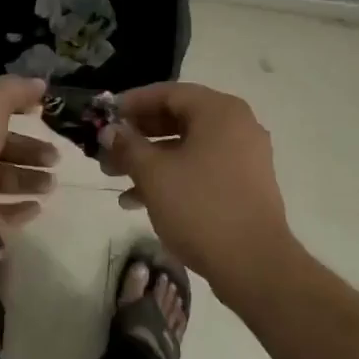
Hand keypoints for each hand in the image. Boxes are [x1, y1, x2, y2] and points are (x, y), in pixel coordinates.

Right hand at [99, 82, 295, 293]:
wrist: (255, 265)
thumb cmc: (201, 207)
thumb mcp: (154, 174)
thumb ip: (127, 146)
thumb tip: (109, 131)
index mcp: (219, 111)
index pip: (167, 93)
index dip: (131, 103)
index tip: (104, 117)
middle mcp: (236, 125)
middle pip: (177, 119)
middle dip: (137, 136)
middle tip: (106, 151)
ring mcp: (243, 156)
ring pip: (186, 146)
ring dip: (149, 159)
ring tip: (114, 178)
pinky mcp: (244, 185)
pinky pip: (201, 168)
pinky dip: (171, 177)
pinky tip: (138, 201)